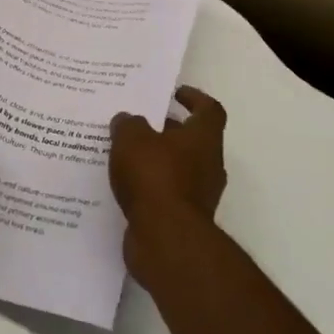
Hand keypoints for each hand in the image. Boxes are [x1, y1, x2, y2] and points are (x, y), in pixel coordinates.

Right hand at [110, 87, 227, 280]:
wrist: (166, 240)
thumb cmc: (155, 177)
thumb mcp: (132, 139)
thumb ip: (128, 124)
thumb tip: (127, 120)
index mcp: (204, 139)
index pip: (209, 110)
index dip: (195, 98)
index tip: (175, 93)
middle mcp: (208, 165)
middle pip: (191, 140)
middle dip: (167, 131)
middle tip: (138, 124)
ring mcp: (198, 196)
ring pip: (177, 168)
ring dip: (155, 160)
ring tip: (124, 154)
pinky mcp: (183, 220)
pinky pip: (165, 194)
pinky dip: (149, 188)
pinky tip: (123, 185)